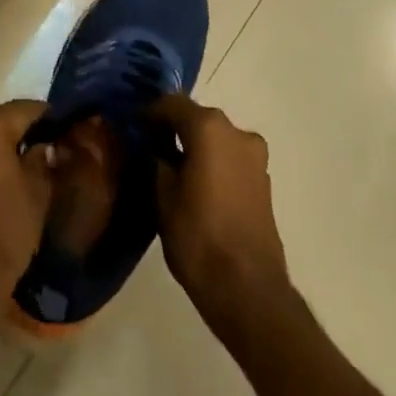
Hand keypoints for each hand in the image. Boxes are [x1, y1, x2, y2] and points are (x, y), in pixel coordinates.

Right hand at [150, 95, 289, 331]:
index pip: (172, 104)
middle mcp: (237, 132)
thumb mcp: (162, 197)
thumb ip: (157, 162)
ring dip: (195, 146)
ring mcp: (255, 157)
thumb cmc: (198, 238)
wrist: (249, 291)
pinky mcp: (263, 181)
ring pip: (216, 139)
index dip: (150, 113)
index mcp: (210, 129)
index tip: (132, 126)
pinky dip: (213, 163)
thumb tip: (154, 149)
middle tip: (148, 147)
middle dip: (173, 129)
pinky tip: (196, 186)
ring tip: (171, 169)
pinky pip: (230, 159)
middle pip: (198, 119)